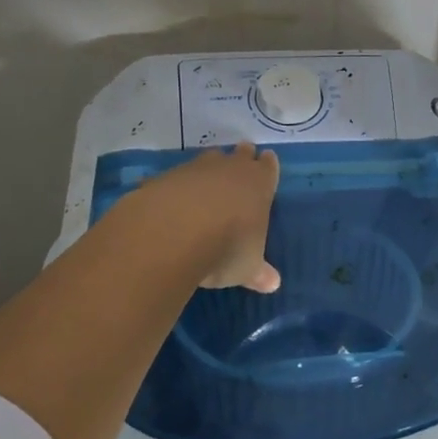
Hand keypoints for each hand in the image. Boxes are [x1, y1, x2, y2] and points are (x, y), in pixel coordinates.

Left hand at [134, 142, 281, 292]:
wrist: (172, 233)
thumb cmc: (226, 248)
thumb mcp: (247, 268)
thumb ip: (259, 272)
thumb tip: (273, 284)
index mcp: (259, 184)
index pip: (268, 167)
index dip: (267, 166)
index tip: (266, 162)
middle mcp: (230, 169)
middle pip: (240, 154)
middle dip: (241, 158)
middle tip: (241, 162)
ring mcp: (195, 169)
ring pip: (207, 159)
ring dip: (209, 170)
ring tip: (206, 183)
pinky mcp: (165, 177)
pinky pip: (174, 178)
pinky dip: (175, 187)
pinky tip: (170, 200)